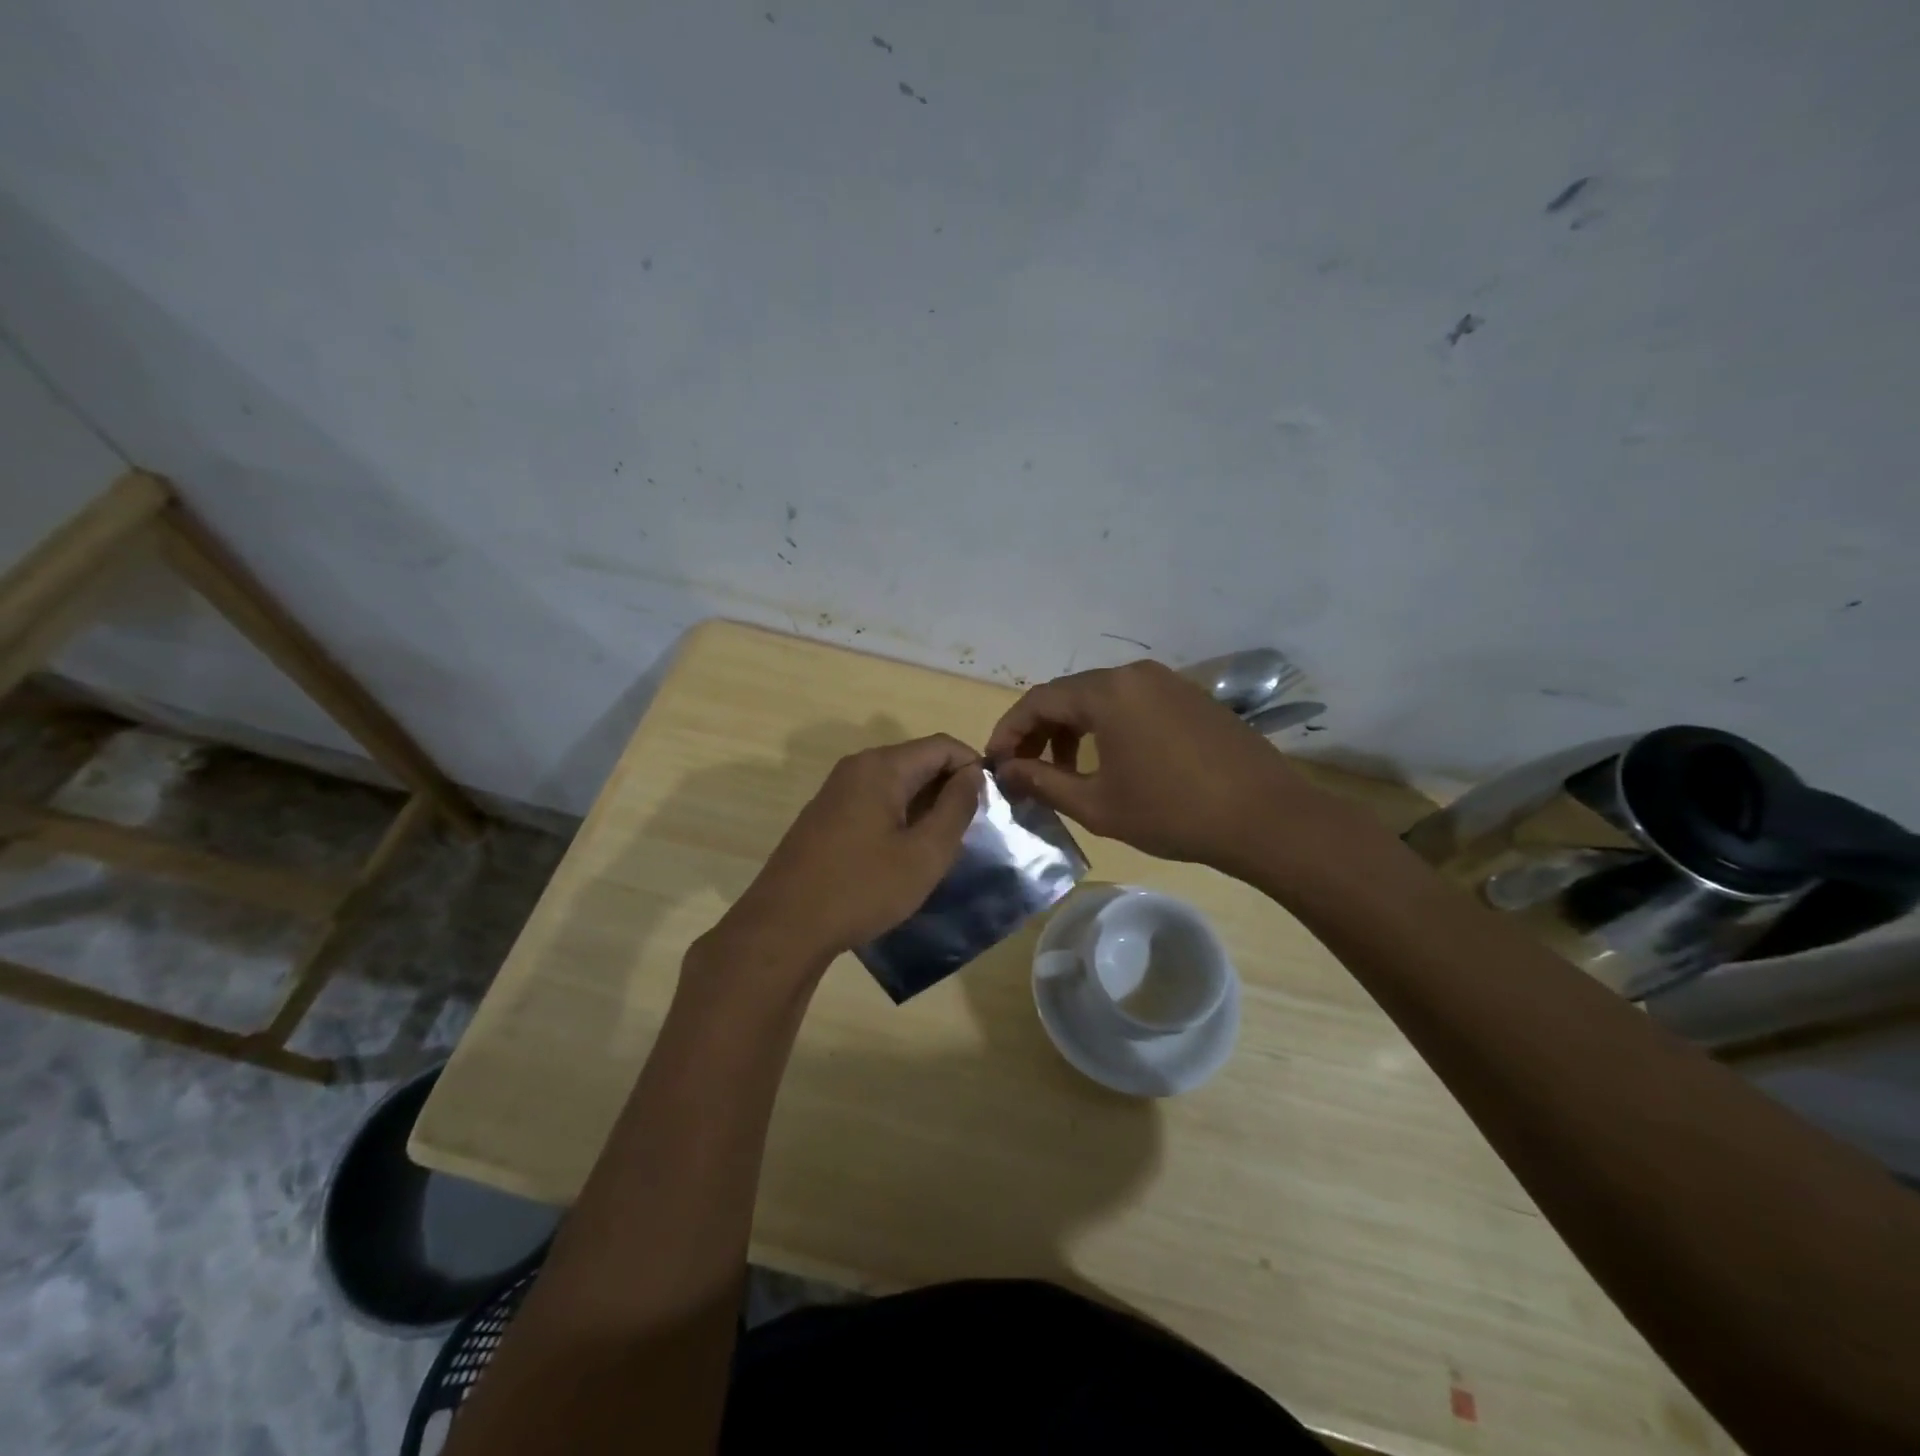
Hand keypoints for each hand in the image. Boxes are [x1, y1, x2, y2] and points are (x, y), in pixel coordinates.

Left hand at [703, 734, 983, 977]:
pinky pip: (874, 800)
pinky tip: (903, 853)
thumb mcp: (925, 853)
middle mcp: (857, 766)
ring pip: (897, 782)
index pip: (943, 745)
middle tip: (969, 831)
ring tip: (940, 845)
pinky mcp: (825, 814)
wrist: (784, 926)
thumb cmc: (862, 888)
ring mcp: (836, 790)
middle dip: (949, 788)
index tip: (990, 806)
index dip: (974, 768)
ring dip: (925, 805)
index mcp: (882, 766)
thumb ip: (956, 807)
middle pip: (918, 760)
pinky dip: (899, 815)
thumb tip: (973, 774)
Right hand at [985, 660, 1336, 875]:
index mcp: (1107, 692)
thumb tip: (1006, 772)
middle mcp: (1134, 673)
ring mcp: (1168, 682)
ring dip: (1074, 732)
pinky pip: (1133, 704)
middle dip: (1040, 733)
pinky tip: (1113, 764)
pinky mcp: (1191, 697)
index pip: (1038, 700)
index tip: (994, 763)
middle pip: (1069, 695)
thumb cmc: (1172, 812)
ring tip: (1068, 774)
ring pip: (1102, 700)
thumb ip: (1043, 783)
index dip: (1009, 731)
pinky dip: (1108, 729)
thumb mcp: (1097, 804)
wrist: (1266, 818)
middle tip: (1027, 772)